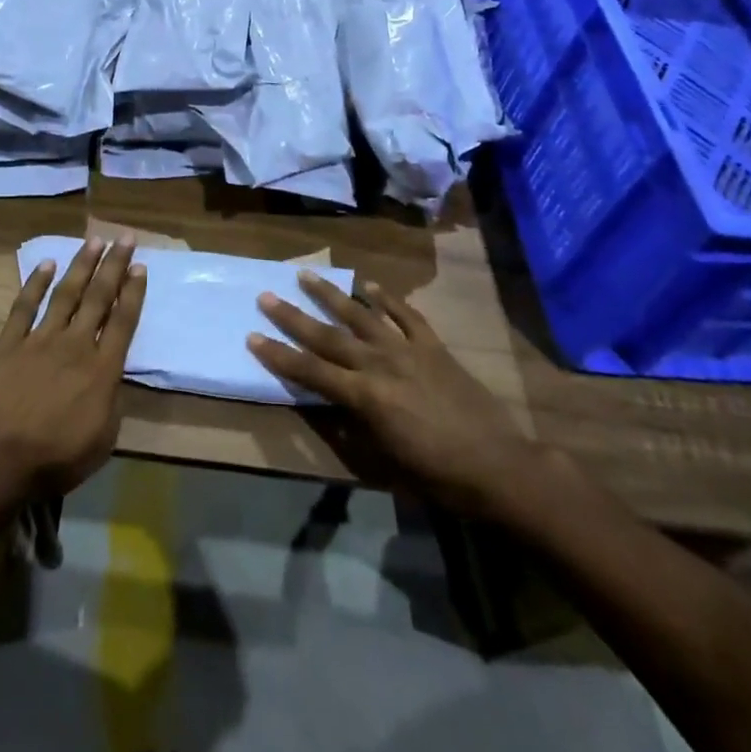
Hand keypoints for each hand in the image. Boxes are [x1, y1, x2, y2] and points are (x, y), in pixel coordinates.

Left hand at [0, 238, 145, 504]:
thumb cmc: (53, 459)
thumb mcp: (101, 441)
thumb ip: (111, 403)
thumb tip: (112, 378)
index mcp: (101, 370)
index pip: (123, 321)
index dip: (133, 292)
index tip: (140, 266)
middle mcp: (75, 344)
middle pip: (99, 297)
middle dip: (114, 265)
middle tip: (125, 237)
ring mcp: (40, 339)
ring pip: (66, 293)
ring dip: (81, 265)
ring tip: (94, 240)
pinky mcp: (8, 342)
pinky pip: (25, 306)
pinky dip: (36, 283)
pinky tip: (46, 264)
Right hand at [247, 272, 534, 515]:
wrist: (498, 467)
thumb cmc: (437, 476)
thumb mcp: (383, 461)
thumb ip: (350, 428)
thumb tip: (325, 405)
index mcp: (364, 397)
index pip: (310, 371)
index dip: (278, 355)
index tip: (252, 336)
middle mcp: (378, 364)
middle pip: (327, 335)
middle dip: (293, 316)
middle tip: (266, 296)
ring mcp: (407, 350)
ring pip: (361, 315)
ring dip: (331, 294)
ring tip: (307, 275)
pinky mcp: (433, 346)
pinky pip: (406, 315)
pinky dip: (387, 298)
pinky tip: (370, 285)